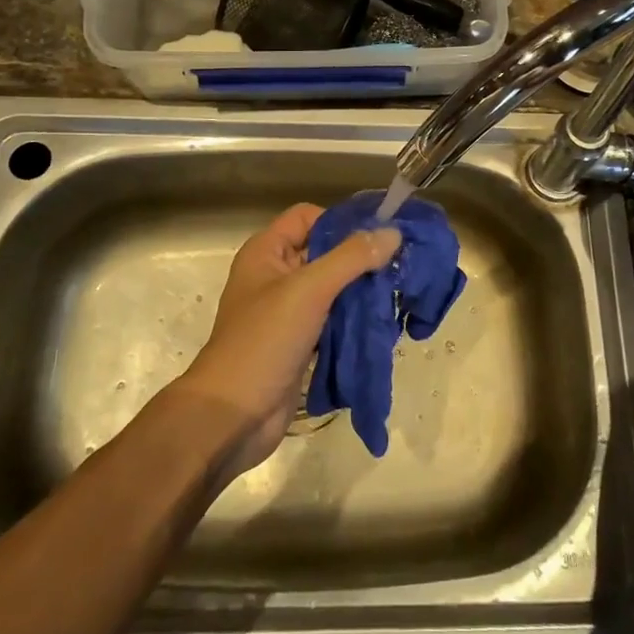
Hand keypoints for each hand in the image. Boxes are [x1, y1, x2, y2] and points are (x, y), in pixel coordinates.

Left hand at [174, 204, 400, 479]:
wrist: (233, 416)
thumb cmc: (264, 341)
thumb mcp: (308, 290)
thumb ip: (351, 258)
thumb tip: (394, 232)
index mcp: (266, 252)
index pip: (308, 217)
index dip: (340, 221)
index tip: (379, 235)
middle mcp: (275, 275)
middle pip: (324, 252)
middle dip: (360, 258)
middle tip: (401, 266)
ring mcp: (287, 312)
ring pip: (332, 288)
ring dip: (361, 291)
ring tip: (399, 293)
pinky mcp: (300, 343)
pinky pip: (333, 320)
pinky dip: (355, 320)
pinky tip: (384, 323)